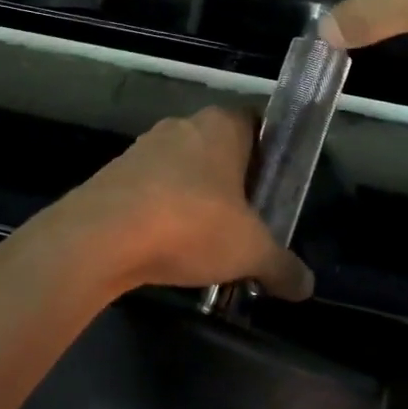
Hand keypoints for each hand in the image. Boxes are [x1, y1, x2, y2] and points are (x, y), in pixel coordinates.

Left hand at [44, 107, 313, 300]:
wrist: (100, 237)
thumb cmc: (191, 224)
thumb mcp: (250, 251)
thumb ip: (282, 266)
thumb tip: (307, 286)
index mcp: (222, 125)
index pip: (256, 122)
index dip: (268, 152)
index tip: (275, 186)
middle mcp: (183, 125)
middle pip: (218, 146)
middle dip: (232, 179)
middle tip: (246, 218)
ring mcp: (143, 147)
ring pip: (181, 167)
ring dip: (193, 196)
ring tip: (205, 239)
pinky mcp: (113, 174)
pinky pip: (150, 188)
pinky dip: (161, 210)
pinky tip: (166, 245)